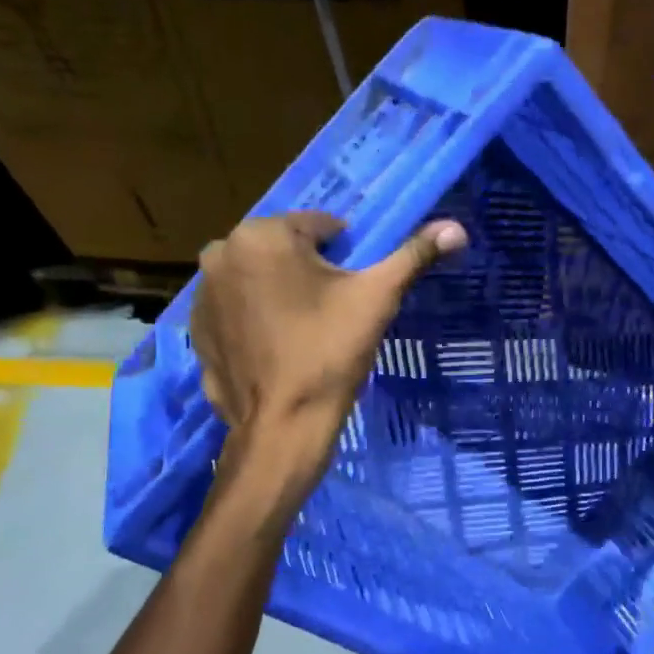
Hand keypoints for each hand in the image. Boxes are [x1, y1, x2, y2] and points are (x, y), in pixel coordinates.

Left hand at [190, 210, 466, 477]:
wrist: (282, 426)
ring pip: (259, 277)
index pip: (319, 227)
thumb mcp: (377, 298)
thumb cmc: (329, 352)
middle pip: (284, 250)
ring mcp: (202, 293)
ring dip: (280, 292)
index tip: (353, 290)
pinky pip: (237, 308)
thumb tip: (457, 227)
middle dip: (309, 272)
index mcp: (262, 235)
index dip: (345, 255)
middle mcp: (221, 252)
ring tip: (304, 332)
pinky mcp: (196, 329)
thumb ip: (414, 255)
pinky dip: (256, 318)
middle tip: (331, 313)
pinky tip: (277, 348)